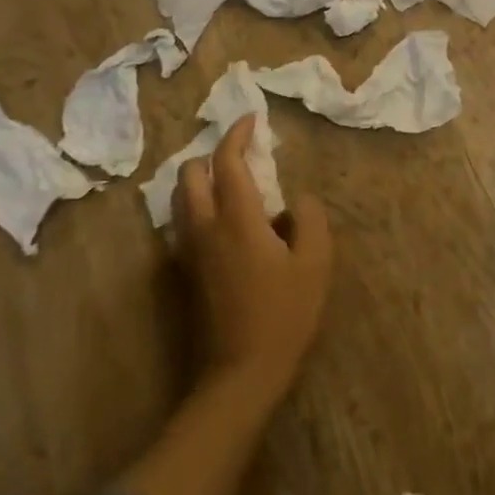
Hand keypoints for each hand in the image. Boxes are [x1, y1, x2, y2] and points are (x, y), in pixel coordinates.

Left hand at [173, 117, 332, 404]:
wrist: (239, 375)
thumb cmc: (283, 315)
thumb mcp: (315, 262)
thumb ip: (309, 218)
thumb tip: (296, 199)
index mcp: (237, 218)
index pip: (227, 161)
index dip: (237, 134)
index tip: (252, 118)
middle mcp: (204, 227)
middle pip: (189, 174)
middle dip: (211, 154)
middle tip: (241, 153)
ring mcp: (189, 252)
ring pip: (180, 199)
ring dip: (199, 180)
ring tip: (232, 182)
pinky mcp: (185, 273)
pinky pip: (183, 223)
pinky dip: (197, 206)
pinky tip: (224, 220)